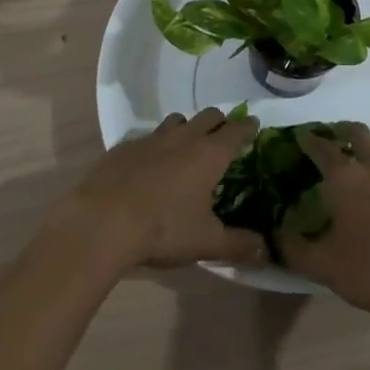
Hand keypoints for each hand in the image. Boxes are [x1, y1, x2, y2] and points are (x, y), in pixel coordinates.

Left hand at [62, 109, 267, 271]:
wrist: (102, 221)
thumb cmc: (163, 228)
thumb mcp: (206, 242)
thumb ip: (238, 245)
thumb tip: (267, 253)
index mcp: (209, 154)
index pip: (236, 131)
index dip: (248, 128)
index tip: (254, 126)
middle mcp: (184, 137)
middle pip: (209, 116)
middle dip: (220, 122)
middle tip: (224, 137)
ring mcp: (152, 138)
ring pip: (177, 120)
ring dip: (187, 128)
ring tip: (187, 147)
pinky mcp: (125, 146)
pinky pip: (147, 136)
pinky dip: (156, 145)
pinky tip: (149, 165)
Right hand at [275, 122, 369, 318]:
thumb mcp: (327, 268)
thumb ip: (296, 251)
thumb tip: (275, 235)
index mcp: (345, 177)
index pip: (321, 146)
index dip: (309, 139)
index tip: (301, 136)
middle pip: (357, 131)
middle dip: (342, 130)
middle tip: (334, 140)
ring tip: (366, 158)